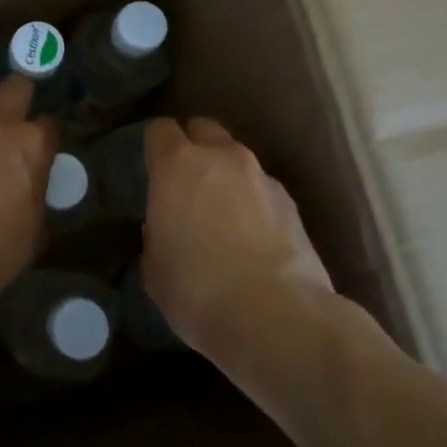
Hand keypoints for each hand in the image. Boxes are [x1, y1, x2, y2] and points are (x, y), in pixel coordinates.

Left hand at [0, 72, 56, 309]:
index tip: (35, 142)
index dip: (42, 132)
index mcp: (33, 144)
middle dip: (18, 97)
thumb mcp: (38, 220)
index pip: (48, 121)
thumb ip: (39, 184)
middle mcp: (0, 121)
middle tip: (9, 115)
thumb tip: (34, 174)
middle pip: (17, 85)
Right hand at [141, 116, 334, 355]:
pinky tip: (253, 238)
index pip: (160, 130)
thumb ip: (157, 232)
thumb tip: (167, 227)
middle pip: (204, 129)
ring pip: (238, 160)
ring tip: (224, 216)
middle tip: (187, 183)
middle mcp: (222, 158)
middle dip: (195, 147)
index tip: (152, 168)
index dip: (155, 146)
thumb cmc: (196, 289)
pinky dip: (255, 203)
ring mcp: (262, 177)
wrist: (275, 317)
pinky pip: (263, 190)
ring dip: (227, 177)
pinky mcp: (293, 204)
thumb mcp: (154, 266)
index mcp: (177, 165)